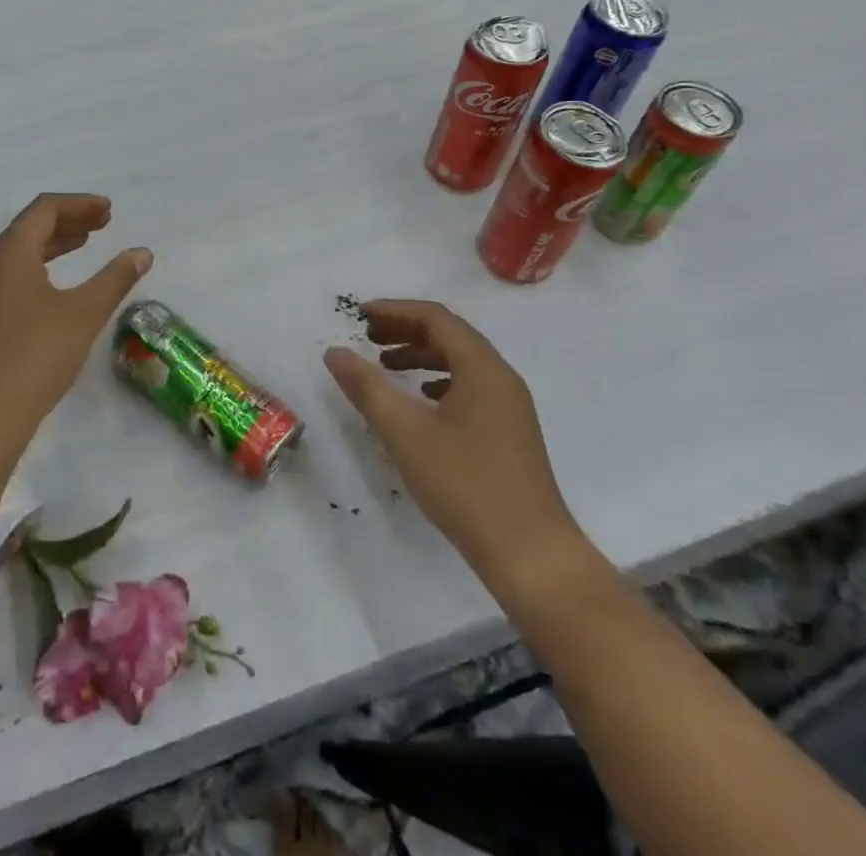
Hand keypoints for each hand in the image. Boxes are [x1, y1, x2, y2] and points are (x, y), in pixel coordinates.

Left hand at [0, 194, 151, 463]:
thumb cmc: (34, 356)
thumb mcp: (83, 314)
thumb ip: (115, 279)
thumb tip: (142, 252)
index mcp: (9, 254)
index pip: (44, 209)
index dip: (79, 204)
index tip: (109, 211)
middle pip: (29, 228)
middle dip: (68, 220)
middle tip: (103, 224)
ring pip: (18, 254)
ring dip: (53, 244)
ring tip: (84, 246)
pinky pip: (11, 277)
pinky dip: (39, 268)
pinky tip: (56, 289)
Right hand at [324, 300, 587, 597]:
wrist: (530, 555)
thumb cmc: (465, 485)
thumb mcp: (405, 432)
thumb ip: (367, 388)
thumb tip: (335, 352)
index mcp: (482, 368)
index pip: (435, 318)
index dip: (394, 310)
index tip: (359, 315)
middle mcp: (501, 378)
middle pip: (450, 335)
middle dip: (406, 331)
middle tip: (367, 338)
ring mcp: (509, 406)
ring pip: (461, 362)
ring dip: (421, 356)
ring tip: (386, 368)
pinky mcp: (510, 432)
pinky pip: (470, 387)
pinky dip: (438, 381)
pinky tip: (421, 402)